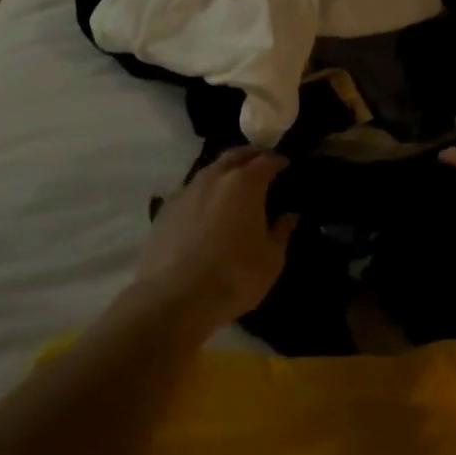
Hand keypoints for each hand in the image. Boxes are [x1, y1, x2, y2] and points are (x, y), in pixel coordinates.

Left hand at [127, 148, 294, 333]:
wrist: (173, 299)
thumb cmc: (233, 277)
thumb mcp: (271, 260)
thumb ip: (282, 232)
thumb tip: (289, 215)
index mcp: (246, 183)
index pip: (267, 160)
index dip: (279, 162)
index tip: (287, 167)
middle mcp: (215, 178)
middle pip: (236, 155)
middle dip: (251, 156)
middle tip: (262, 166)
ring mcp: (186, 191)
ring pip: (210, 170)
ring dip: (225, 172)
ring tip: (234, 187)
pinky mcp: (165, 209)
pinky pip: (191, 190)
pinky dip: (205, 192)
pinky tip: (207, 209)